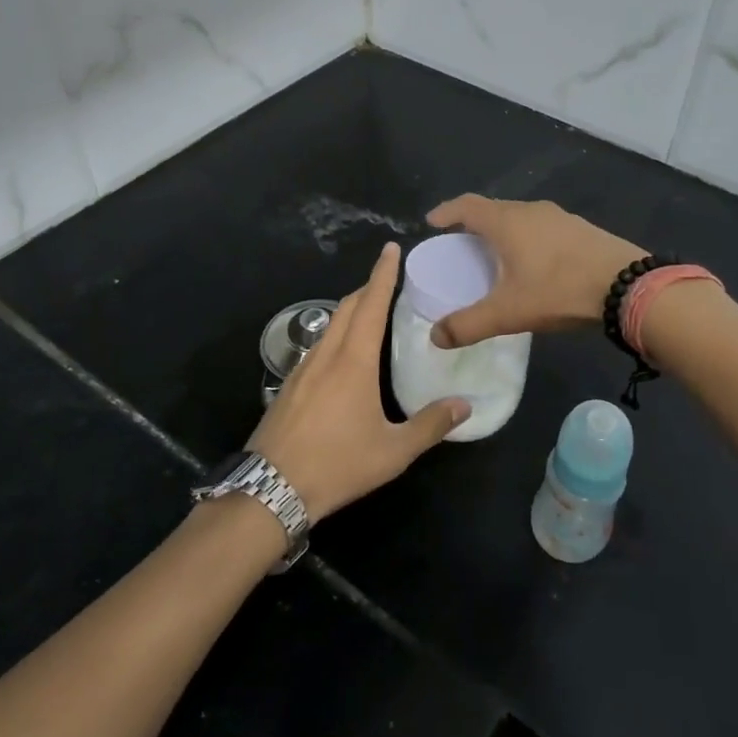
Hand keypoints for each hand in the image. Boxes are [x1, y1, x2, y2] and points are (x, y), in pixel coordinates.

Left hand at [248, 243, 468, 522]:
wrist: (272, 487)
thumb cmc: (338, 465)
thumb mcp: (393, 451)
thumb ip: (430, 425)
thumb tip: (465, 405)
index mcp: (354, 362)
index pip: (371, 305)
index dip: (382, 275)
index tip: (391, 249)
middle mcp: (326, 355)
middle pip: (347, 307)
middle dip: (367, 287)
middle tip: (388, 279)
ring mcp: (302, 369)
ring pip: (329, 325)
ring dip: (350, 310)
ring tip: (371, 312)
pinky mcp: (289, 385)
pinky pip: (318, 345)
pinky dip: (336, 333)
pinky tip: (343, 353)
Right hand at [423, 195, 646, 349]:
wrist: (628, 286)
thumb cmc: (559, 290)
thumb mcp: (508, 312)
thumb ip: (468, 325)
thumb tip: (435, 337)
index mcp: (507, 222)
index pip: (467, 206)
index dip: (446, 211)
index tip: (432, 222)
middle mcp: (531, 211)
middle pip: (493, 209)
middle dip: (473, 223)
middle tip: (461, 243)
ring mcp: (560, 217)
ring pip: (520, 217)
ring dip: (503, 230)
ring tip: (495, 253)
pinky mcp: (581, 229)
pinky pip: (542, 227)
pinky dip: (527, 237)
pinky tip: (534, 261)